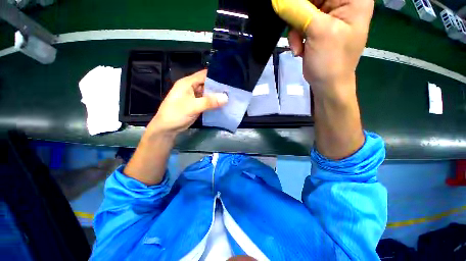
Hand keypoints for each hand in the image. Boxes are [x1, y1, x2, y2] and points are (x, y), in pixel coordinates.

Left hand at [146, 69, 227, 137]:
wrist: (167, 129)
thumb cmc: (175, 114)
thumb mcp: (192, 107)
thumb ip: (209, 102)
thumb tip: (226, 97)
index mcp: (188, 83)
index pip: (204, 75)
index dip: (217, 76)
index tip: (230, 79)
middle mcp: (191, 87)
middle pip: (208, 84)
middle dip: (219, 87)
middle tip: (233, 90)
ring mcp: (194, 97)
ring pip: (208, 93)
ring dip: (217, 95)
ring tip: (231, 96)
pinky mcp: (197, 105)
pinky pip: (207, 101)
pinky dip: (214, 102)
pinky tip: (223, 104)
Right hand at [273, 0, 373, 98]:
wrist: (327, 84)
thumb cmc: (331, 60)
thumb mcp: (318, 32)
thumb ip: (298, 11)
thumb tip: (278, 0)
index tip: (293, 9)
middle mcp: (343, 3)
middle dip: (299, 14)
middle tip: (295, 30)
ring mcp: (330, 15)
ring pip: (303, 9)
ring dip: (296, 29)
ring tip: (299, 47)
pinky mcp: (318, 27)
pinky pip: (301, 22)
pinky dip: (296, 36)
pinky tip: (299, 49)